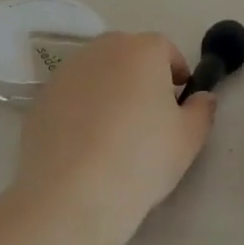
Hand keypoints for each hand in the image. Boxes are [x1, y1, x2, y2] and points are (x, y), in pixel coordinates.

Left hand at [15, 31, 213, 243]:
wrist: (73, 195)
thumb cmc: (142, 159)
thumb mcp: (189, 138)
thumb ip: (202, 110)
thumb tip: (202, 97)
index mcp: (142, 50)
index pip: (165, 49)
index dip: (176, 74)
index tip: (178, 102)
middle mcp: (102, 49)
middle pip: (128, 54)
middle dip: (141, 76)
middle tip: (148, 116)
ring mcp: (66, 72)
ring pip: (97, 73)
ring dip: (109, 90)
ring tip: (114, 132)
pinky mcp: (41, 99)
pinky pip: (71, 96)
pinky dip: (81, 109)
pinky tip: (85, 145)